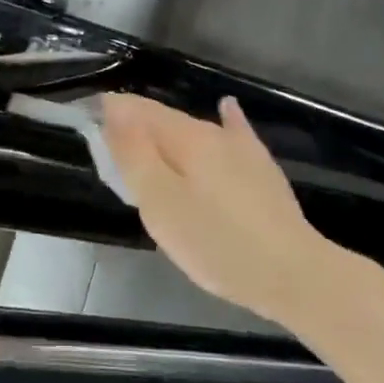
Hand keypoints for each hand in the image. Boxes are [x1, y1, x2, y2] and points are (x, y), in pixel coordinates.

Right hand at [101, 94, 326, 320]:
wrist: (294, 274)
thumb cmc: (217, 243)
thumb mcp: (161, 204)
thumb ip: (134, 155)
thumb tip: (113, 110)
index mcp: (184, 137)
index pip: (137, 110)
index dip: (111, 112)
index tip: (89, 123)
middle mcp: (212, 132)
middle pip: (164, 120)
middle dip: (135, 127)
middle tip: (113, 155)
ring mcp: (241, 149)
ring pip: (193, 131)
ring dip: (166, 135)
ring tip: (148, 148)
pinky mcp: (261, 169)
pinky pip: (234, 134)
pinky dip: (223, 121)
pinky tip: (227, 108)